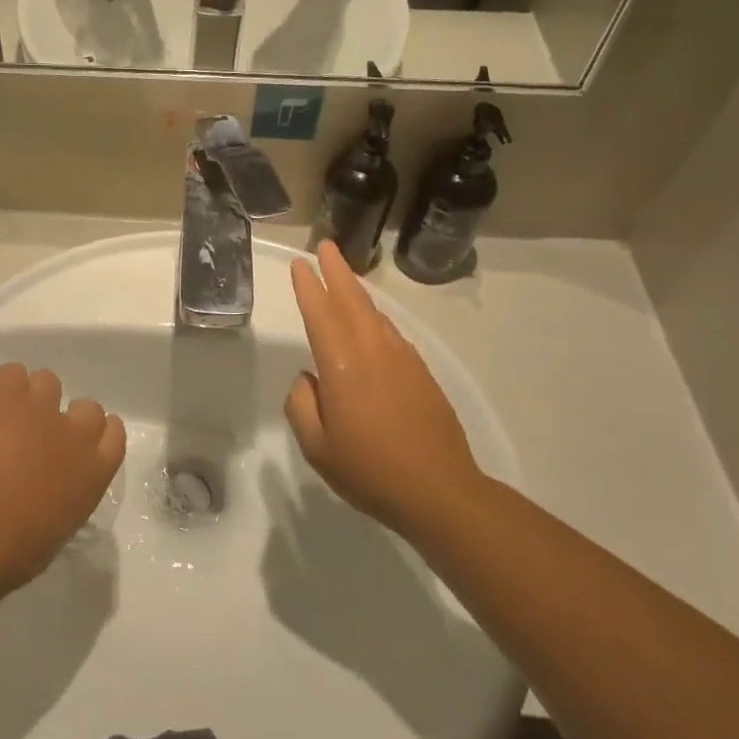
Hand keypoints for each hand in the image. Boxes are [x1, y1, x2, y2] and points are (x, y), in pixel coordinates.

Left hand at [0, 363, 125, 582]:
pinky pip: (11, 373)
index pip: (114, 434)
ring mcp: (44, 409)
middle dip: (67, 417)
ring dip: (33, 396)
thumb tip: (50, 499)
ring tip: (10, 416)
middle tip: (40, 434)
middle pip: (87, 407)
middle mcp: (78, 434)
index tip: (79, 442)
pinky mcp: (9, 397)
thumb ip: (64, 503)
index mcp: (96, 472)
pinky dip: (1, 384)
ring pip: (49, 380)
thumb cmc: (20, 549)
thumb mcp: (58, 530)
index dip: (97, 434)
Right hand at [285, 241, 481, 535]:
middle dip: (337, 271)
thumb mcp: (317, 447)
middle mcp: (373, 352)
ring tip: (343, 278)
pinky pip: (391, 333)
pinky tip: (371, 323)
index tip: (299, 264)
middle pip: (352, 301)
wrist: (440, 491)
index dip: (308, 287)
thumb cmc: (370, 470)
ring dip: (356, 292)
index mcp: (343, 367)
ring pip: (374, 314)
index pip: (321, 315)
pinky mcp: (421, 373)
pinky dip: (375, 318)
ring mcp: (402, 360)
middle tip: (324, 246)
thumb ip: (302, 405)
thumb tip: (309, 379)